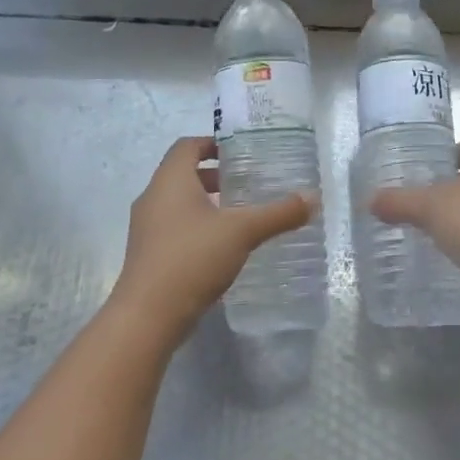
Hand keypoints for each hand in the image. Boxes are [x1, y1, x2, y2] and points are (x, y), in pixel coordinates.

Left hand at [110, 136, 313, 335]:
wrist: (147, 316)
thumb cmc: (192, 258)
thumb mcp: (243, 232)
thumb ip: (278, 213)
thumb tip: (313, 198)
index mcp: (170, 181)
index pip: (187, 146)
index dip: (212, 143)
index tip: (239, 152)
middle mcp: (152, 198)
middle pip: (182, 173)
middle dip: (214, 175)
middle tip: (246, 183)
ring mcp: (146, 228)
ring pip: (177, 202)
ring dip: (205, 202)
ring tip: (238, 215)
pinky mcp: (148, 254)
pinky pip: (173, 227)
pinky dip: (196, 226)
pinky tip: (221, 246)